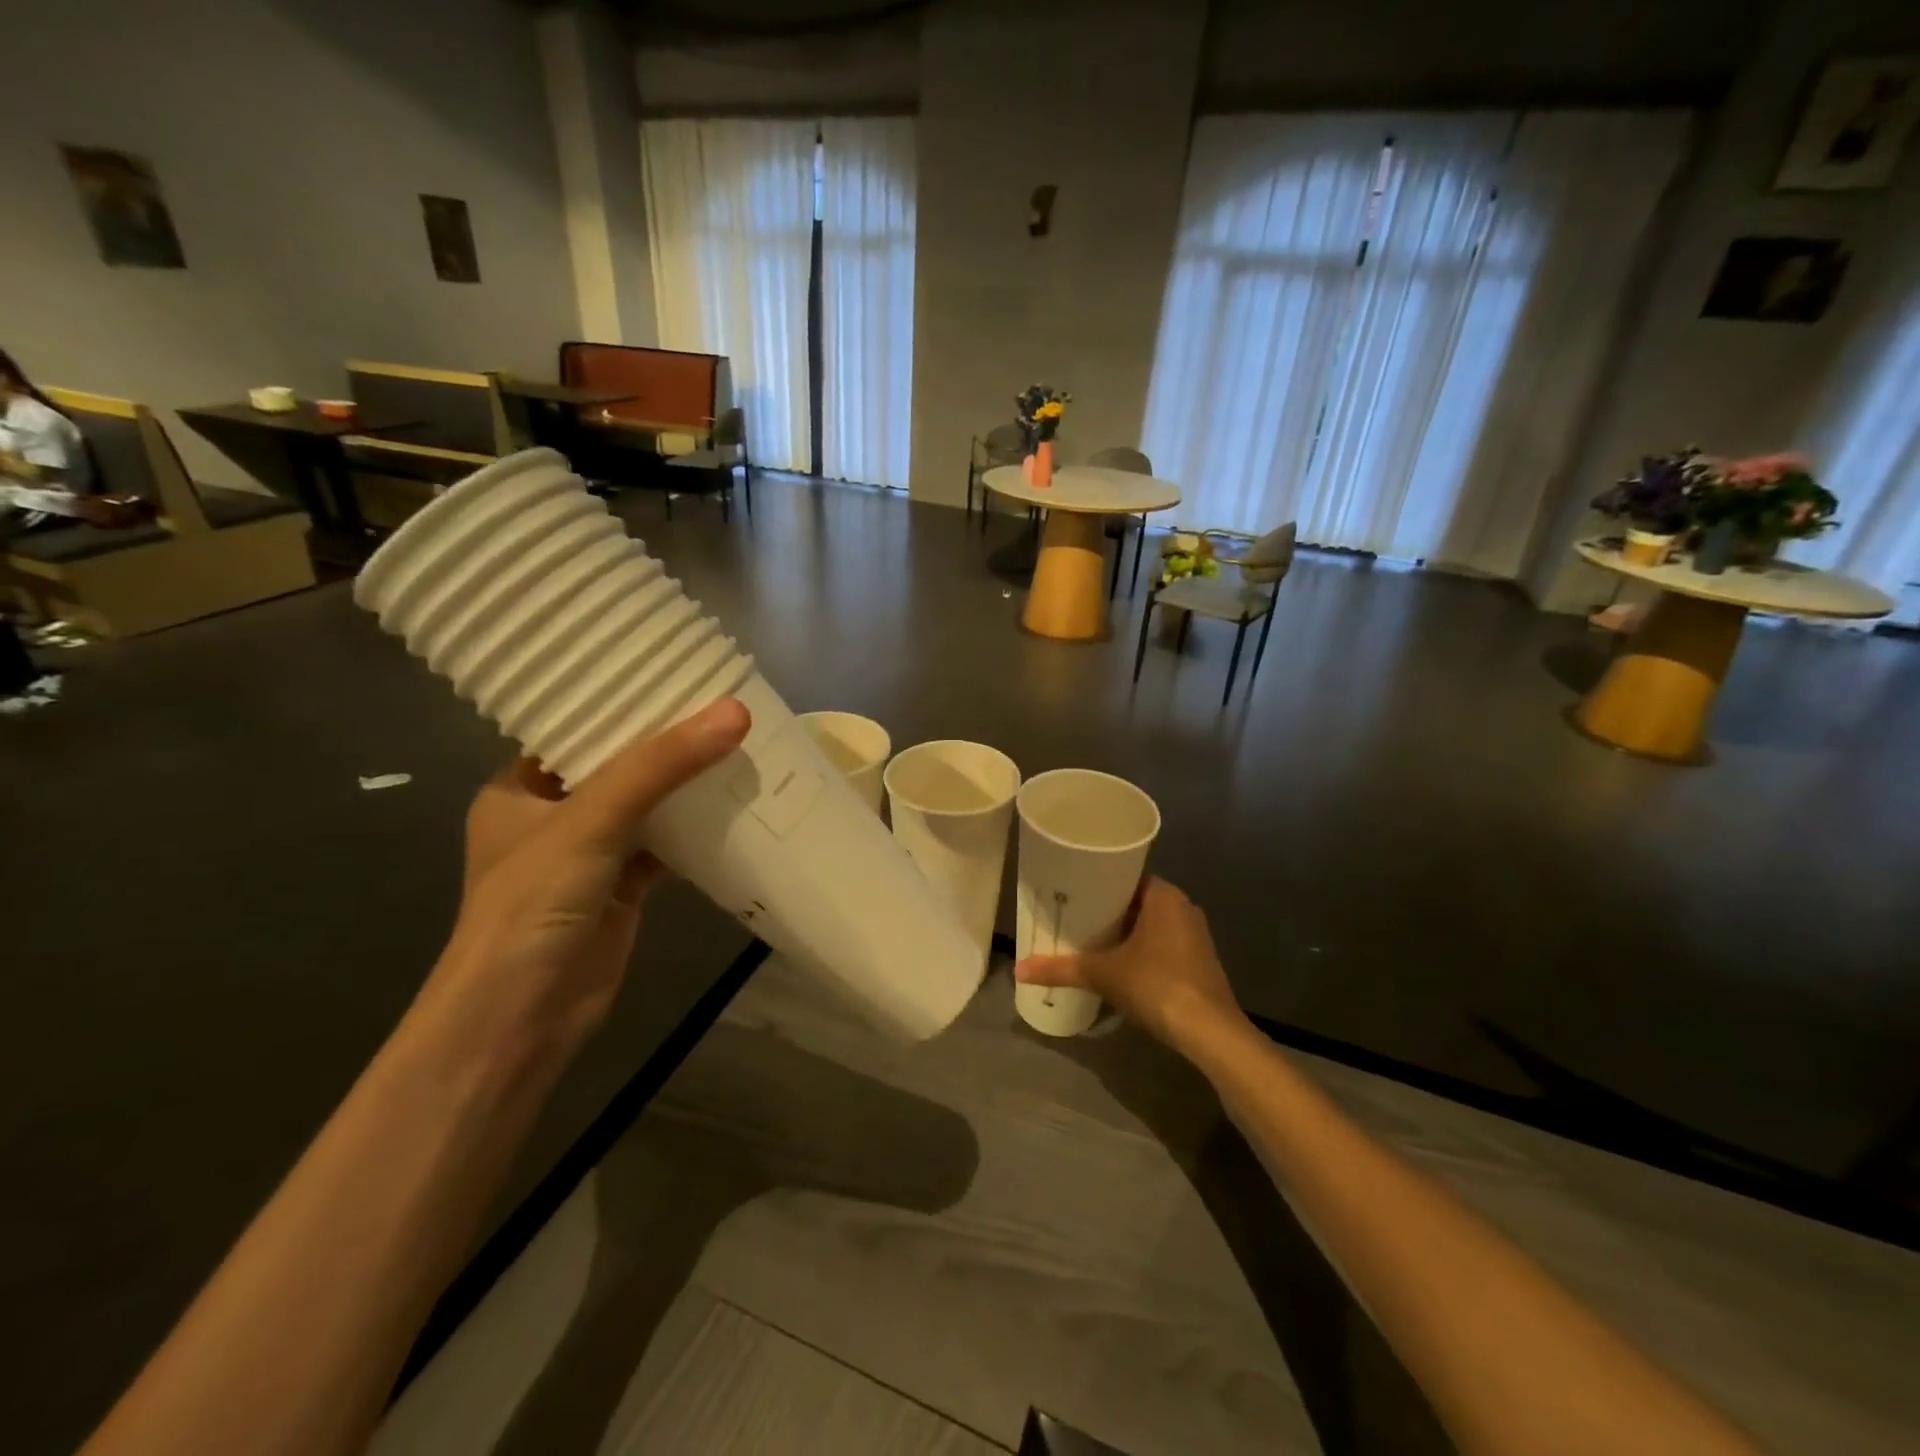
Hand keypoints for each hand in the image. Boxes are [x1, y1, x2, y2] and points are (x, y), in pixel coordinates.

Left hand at [419, 697, 750, 1066]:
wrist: (523, 1016)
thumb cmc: (534, 904)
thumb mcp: (591, 820)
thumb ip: (660, 766)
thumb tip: (734, 711)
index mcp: (520, 789)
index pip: (575, 729)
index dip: (622, 702)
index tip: (676, 673)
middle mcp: (553, 817)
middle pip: (618, 766)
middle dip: (666, 743)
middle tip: (722, 705)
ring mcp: (590, 856)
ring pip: (647, 807)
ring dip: (686, 785)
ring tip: (739, 743)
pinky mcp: (622, 890)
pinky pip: (665, 847)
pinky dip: (696, 831)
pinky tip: (736, 806)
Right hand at [1014, 877, 1243, 1049]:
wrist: (1209, 1031)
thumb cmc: (1156, 985)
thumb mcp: (1103, 974)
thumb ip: (1061, 969)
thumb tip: (1019, 969)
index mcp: (1163, 895)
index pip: (1126, 875)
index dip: (1098, 882)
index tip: (1072, 890)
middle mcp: (1183, 907)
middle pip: (1136, 900)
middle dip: (1107, 910)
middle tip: (1073, 915)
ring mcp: (1195, 935)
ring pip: (1151, 924)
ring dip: (1125, 931)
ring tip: (1089, 939)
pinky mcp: (1200, 961)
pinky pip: (1163, 943)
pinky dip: (1141, 949)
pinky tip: (1119, 963)